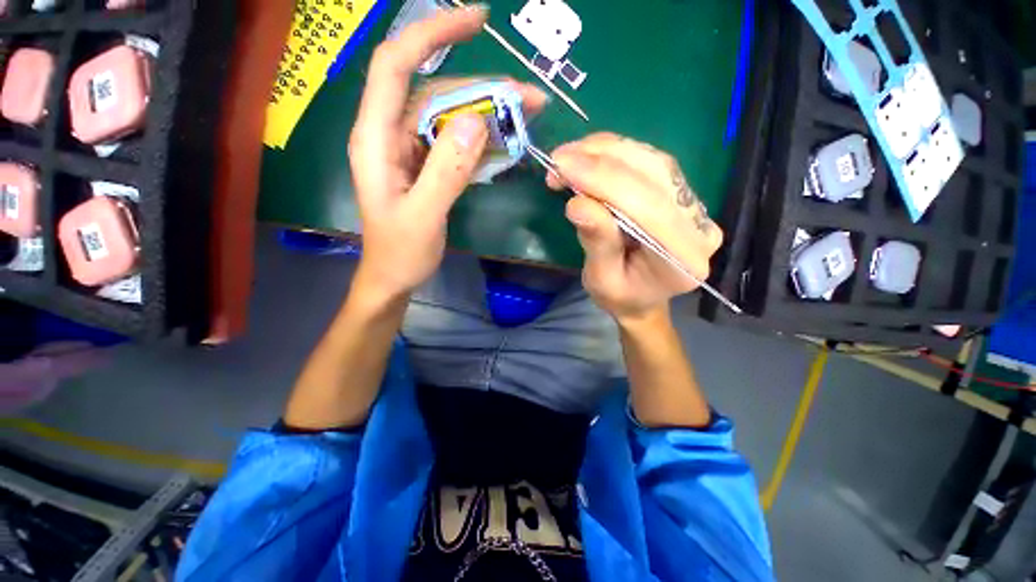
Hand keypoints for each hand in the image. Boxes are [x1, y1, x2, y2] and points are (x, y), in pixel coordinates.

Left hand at [348, 6, 546, 297]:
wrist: (393, 276)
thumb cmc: (400, 252)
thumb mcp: (423, 216)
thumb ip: (445, 171)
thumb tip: (476, 122)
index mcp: (376, 138)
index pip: (397, 65)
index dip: (432, 35)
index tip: (477, 21)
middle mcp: (391, 134)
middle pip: (436, 91)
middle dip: (483, 88)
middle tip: (529, 98)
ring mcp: (410, 150)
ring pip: (450, 116)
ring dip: (488, 114)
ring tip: (526, 116)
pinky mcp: (426, 165)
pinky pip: (455, 142)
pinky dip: (481, 140)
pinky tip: (504, 143)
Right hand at [547, 133, 723, 322]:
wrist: (643, 297)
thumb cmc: (621, 296)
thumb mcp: (602, 280)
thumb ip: (597, 243)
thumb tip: (577, 203)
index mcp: (683, 258)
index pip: (647, 207)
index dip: (603, 180)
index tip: (562, 166)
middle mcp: (699, 226)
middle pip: (654, 176)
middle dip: (601, 161)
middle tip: (559, 159)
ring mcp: (696, 206)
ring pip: (653, 162)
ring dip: (607, 151)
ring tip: (570, 156)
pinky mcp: (683, 194)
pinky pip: (651, 163)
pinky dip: (617, 154)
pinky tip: (591, 155)